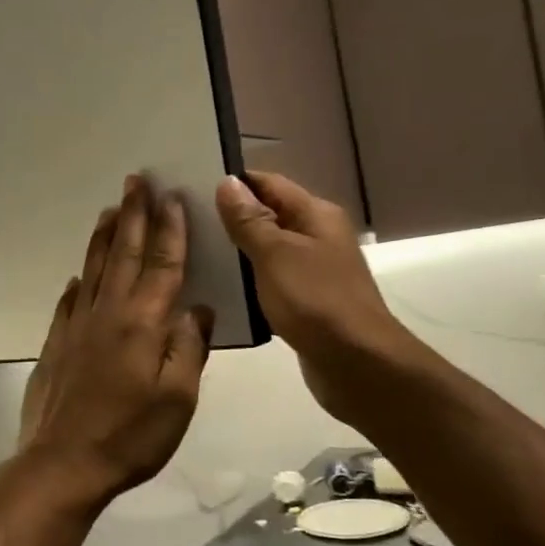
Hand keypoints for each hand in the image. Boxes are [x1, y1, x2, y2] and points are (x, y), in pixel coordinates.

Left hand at [16, 176, 214, 511]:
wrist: (63, 462)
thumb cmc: (130, 435)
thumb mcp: (178, 399)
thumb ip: (188, 348)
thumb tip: (197, 308)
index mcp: (143, 323)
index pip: (163, 265)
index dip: (171, 230)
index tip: (172, 197)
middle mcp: (108, 312)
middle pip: (125, 253)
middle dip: (134, 215)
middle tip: (136, 180)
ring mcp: (77, 325)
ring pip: (94, 268)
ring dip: (104, 235)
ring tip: (110, 208)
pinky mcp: (57, 342)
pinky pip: (70, 300)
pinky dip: (79, 280)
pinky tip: (79, 274)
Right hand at [214, 171, 415, 425]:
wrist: (357, 363)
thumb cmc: (315, 300)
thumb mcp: (275, 254)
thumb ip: (249, 219)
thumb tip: (227, 182)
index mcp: (316, 215)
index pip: (269, 183)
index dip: (234, 183)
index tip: (193, 187)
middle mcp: (318, 235)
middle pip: (270, 214)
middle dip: (232, 217)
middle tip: (186, 223)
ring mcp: (314, 269)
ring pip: (269, 249)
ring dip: (238, 251)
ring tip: (195, 253)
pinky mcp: (307, 300)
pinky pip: (272, 280)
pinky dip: (250, 280)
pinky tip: (222, 288)